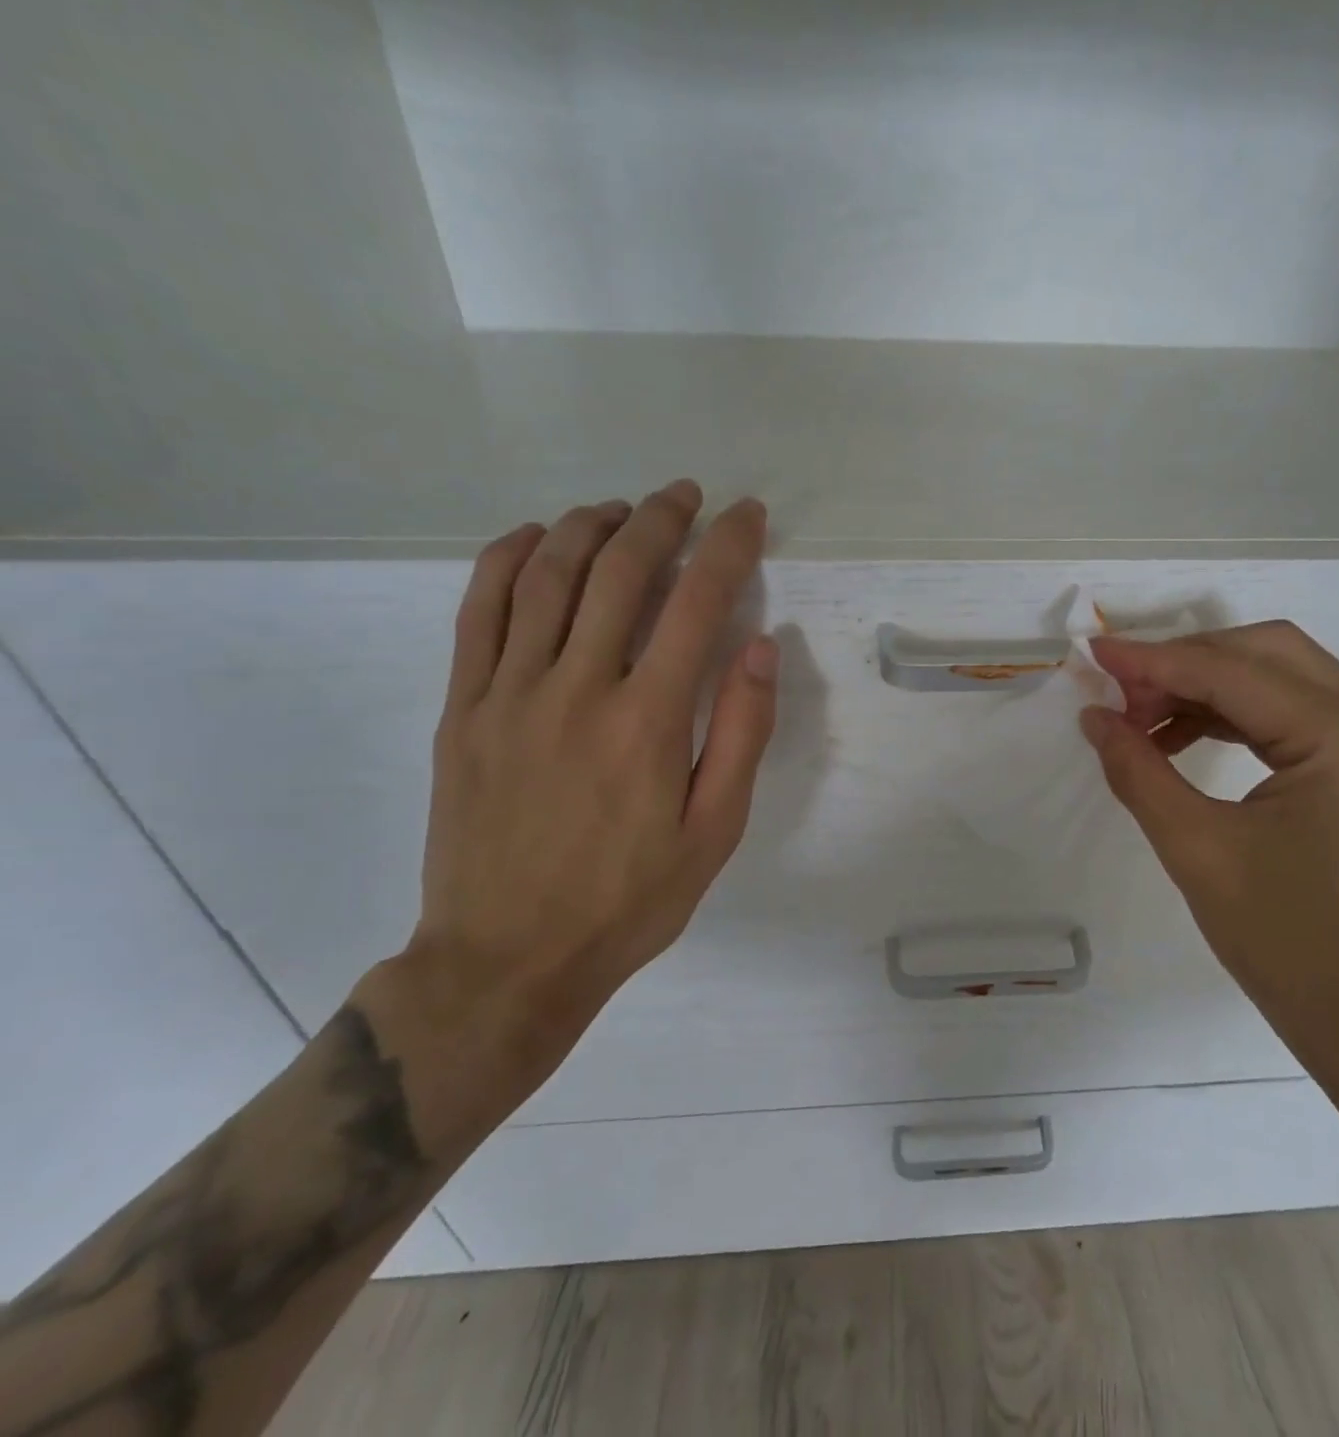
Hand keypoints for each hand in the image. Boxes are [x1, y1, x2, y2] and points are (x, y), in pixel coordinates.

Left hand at [365, 483, 777, 1147]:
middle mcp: (577, 689)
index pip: (697, 604)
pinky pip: (479, 611)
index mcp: (647, 721)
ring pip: (546, 576)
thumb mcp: (714, 831)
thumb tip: (760, 645)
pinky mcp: (465, 708)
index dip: (727, 547)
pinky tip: (534, 538)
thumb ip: (741, 734)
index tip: (746, 516)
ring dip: (588, 525)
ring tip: (621, 508)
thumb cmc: (628, 900)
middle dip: (661, 519)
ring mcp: (510, 693)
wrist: (507, 959)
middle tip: (686, 495)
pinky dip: (507, 559)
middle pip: (619, 572)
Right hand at [1082, 623, 1338, 1095]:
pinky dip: (1240, 716)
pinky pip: (1301, 715)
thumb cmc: (1287, 947)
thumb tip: (1094, 716)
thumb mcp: (1197, 851)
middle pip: (1268, 654)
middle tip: (1123, 693)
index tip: (1094, 652)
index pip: (1235, 673)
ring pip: (1285, 678)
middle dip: (1186, 663)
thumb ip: (1138, 770)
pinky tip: (1188, 738)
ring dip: (1210, 687)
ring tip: (1145, 719)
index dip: (1155, 660)